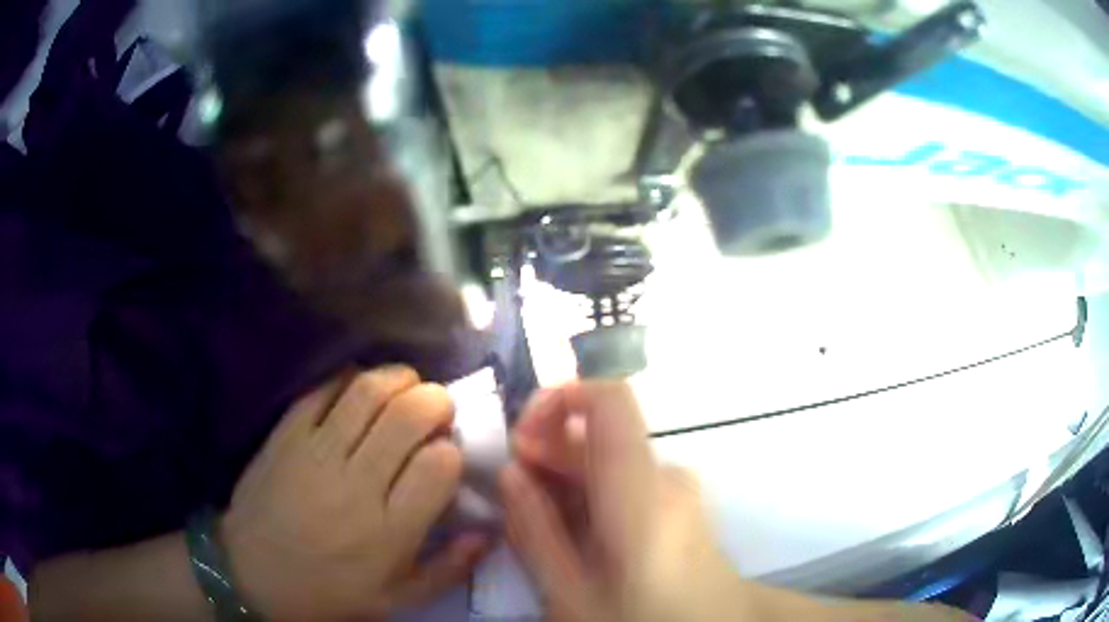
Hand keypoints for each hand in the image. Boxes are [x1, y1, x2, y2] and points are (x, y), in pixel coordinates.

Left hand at [221, 366, 489, 620]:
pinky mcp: (285, 434)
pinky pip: (322, 390)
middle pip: (407, 416)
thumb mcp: (398, 598)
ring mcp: (316, 453)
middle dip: (436, 400)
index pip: (439, 465)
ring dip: (398, 378)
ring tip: (407, 388)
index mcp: (390, 531)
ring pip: (367, 391)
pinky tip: (360, 391)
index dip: (453, 450)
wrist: (253, 574)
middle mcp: (356, 485)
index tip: (448, 455)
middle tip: (438, 409)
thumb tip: (487, 531)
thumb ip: (449, 569)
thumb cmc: (330, 592)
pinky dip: (350, 379)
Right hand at [500, 382, 744, 621]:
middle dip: (549, 446)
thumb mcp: (571, 592)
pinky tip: (572, 530)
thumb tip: (510, 472)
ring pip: (610, 457)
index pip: (609, 398)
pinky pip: (626, 477)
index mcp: (642, 489)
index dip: (559, 399)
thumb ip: (536, 530)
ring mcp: (676, 487)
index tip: (521, 438)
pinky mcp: (678, 502)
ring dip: (565, 473)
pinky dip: (590, 490)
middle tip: (515, 487)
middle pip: (602, 431)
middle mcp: (665, 474)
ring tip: (536, 516)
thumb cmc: (643, 619)